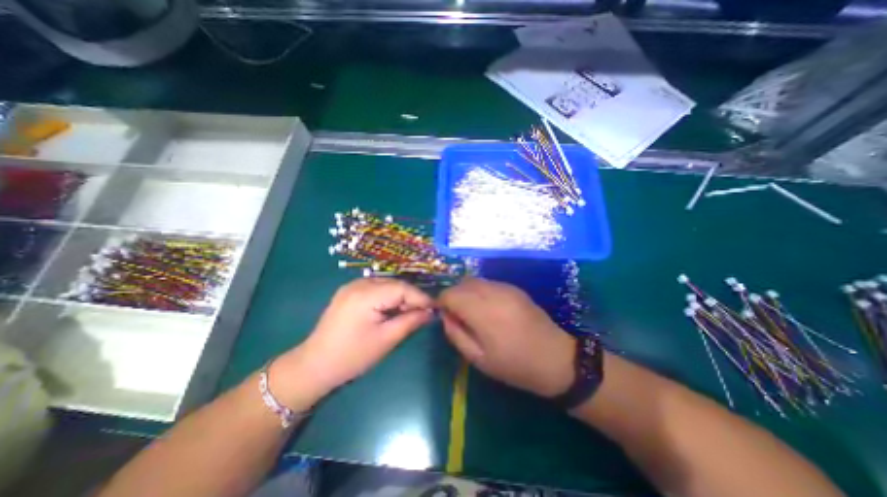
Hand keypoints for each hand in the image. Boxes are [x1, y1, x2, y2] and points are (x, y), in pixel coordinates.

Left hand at [273, 277, 435, 409]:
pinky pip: (376, 288)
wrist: (314, 365)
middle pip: (395, 284)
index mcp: (366, 294)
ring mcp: (352, 286)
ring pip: (386, 284)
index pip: (402, 288)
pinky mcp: (348, 292)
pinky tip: (391, 309)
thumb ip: (410, 321)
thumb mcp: (386, 339)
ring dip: (400, 296)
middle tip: (423, 313)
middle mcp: (359, 283)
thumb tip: (431, 312)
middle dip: (411, 297)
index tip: (435, 309)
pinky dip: (388, 296)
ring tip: (408, 313)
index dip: (421, 297)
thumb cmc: (352, 356)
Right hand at [436, 277, 575, 398]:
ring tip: (472, 312)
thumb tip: (445, 316)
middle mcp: (492, 293)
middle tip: (457, 316)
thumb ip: (456, 334)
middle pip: (461, 283)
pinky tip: (488, 308)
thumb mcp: (478, 358)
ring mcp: (505, 288)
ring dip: (466, 292)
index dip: (442, 302)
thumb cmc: (514, 364)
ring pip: (474, 280)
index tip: (444, 316)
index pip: (450, 294)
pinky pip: (488, 283)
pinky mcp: (514, 288)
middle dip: (453, 296)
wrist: (556, 358)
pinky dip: (480, 291)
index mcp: (482, 311)